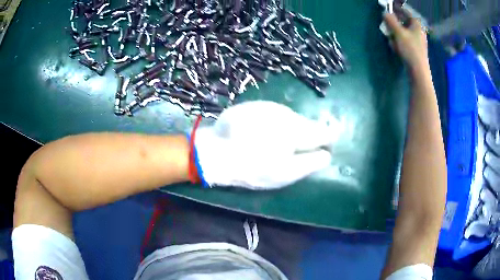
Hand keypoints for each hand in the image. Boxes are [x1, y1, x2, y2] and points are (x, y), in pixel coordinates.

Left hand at [193, 101, 332, 189]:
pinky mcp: (255, 105)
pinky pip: (273, 115)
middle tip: (292, 153)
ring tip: (272, 145)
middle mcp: (287, 113)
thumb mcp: (286, 172)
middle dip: (305, 136)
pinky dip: (273, 124)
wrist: (214, 152)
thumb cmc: (253, 167)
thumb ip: (311, 162)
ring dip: (288, 130)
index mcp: (298, 129)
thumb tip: (327, 154)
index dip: (327, 141)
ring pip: (290, 118)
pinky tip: (260, 136)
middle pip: (307, 124)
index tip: (323, 149)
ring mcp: (270, 106)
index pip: (323, 131)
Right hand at [384, 11, 428, 70]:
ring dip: (396, 32)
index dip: (397, 9)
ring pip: (404, 32)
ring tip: (390, 37)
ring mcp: (418, 41)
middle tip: (388, 23)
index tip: (389, 8)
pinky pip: (406, 41)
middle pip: (405, 22)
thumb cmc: (410, 50)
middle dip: (395, 22)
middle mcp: (419, 31)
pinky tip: (395, 47)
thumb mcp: (398, 32)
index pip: (407, 12)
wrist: (418, 72)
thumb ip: (391, 21)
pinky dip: (400, 41)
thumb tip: (385, 12)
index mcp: (417, 25)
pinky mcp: (416, 50)